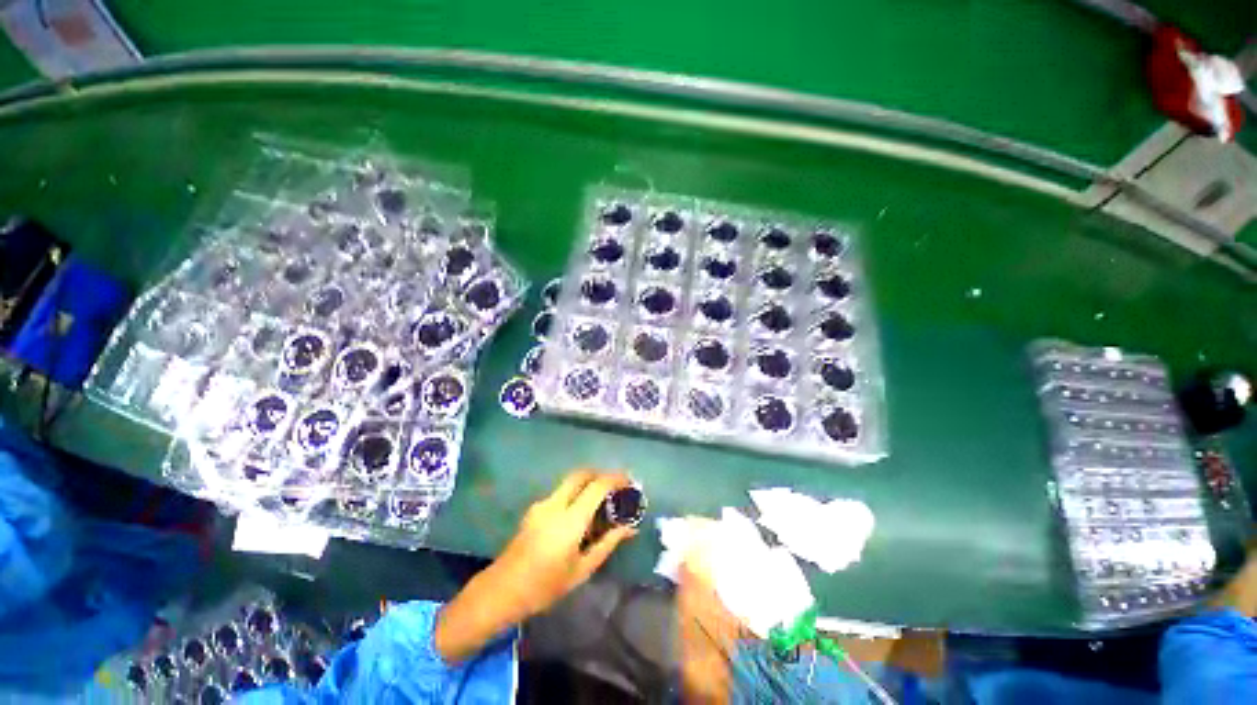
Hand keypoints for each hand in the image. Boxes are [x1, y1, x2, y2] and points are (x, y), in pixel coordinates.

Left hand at [492, 470, 637, 618]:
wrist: (502, 591)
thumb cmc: (545, 586)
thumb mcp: (582, 569)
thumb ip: (607, 543)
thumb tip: (630, 528)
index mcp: (570, 520)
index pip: (597, 486)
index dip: (616, 478)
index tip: (629, 481)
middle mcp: (555, 504)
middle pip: (581, 474)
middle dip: (600, 474)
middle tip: (615, 486)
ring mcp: (542, 504)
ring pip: (570, 482)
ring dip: (588, 483)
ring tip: (601, 501)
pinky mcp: (534, 509)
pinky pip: (560, 492)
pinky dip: (575, 493)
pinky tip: (580, 514)